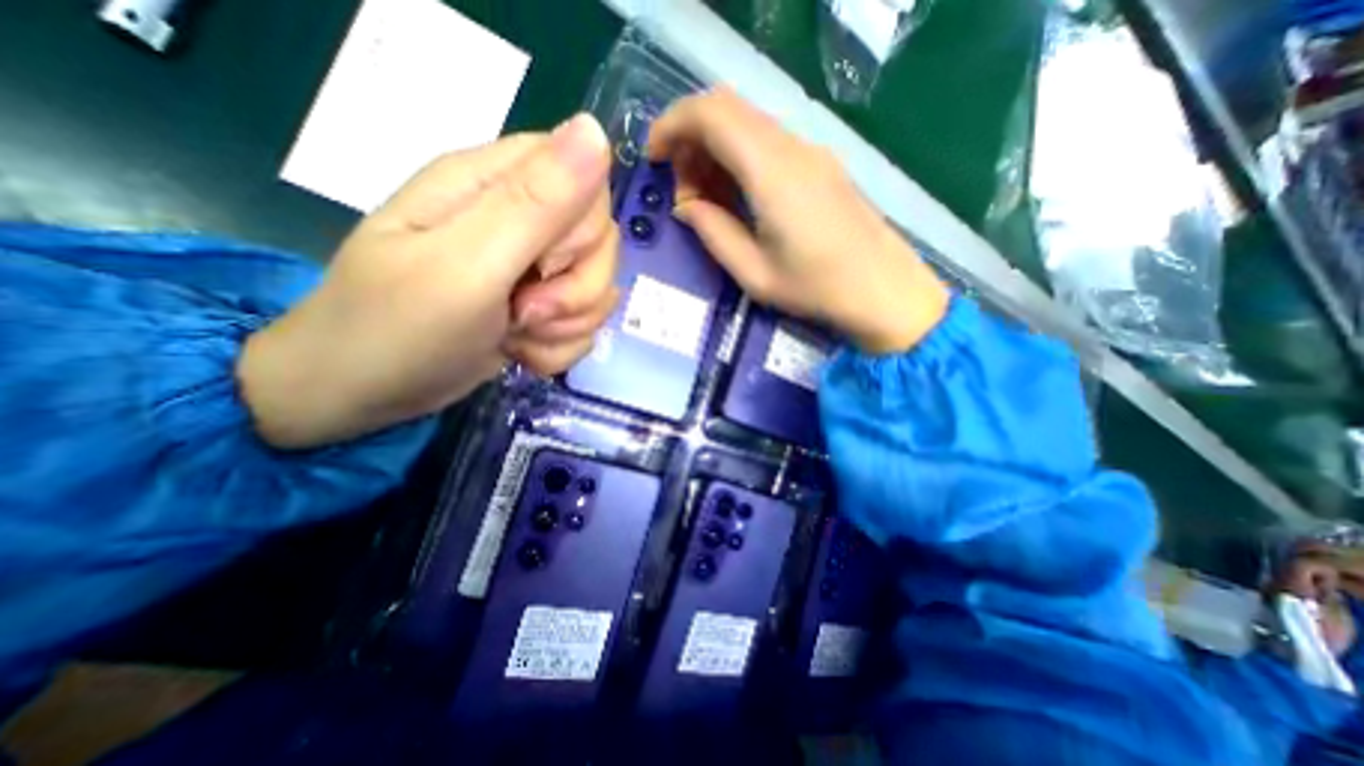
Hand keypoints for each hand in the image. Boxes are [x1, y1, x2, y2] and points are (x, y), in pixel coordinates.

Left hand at [236, 114, 612, 447]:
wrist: (367, 393)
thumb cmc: (400, 326)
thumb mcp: (467, 264)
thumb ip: (535, 203)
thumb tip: (596, 130)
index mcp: (494, 184)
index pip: (585, 179)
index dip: (581, 230)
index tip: (543, 264)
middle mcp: (522, 220)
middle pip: (602, 241)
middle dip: (578, 289)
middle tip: (527, 310)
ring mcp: (533, 269)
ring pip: (599, 288)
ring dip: (569, 324)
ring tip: (518, 334)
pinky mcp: (540, 308)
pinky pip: (584, 323)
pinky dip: (560, 346)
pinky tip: (522, 351)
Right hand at [642, 87, 944, 355]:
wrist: (884, 291)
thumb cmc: (817, 289)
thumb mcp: (753, 274)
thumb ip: (713, 233)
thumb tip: (685, 206)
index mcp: (772, 173)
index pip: (711, 114)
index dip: (672, 125)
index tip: (653, 158)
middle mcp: (793, 148)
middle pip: (728, 110)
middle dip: (690, 139)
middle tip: (681, 188)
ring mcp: (811, 153)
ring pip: (748, 124)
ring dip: (714, 149)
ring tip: (705, 198)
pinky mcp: (821, 165)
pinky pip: (768, 143)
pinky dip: (739, 157)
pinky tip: (736, 196)